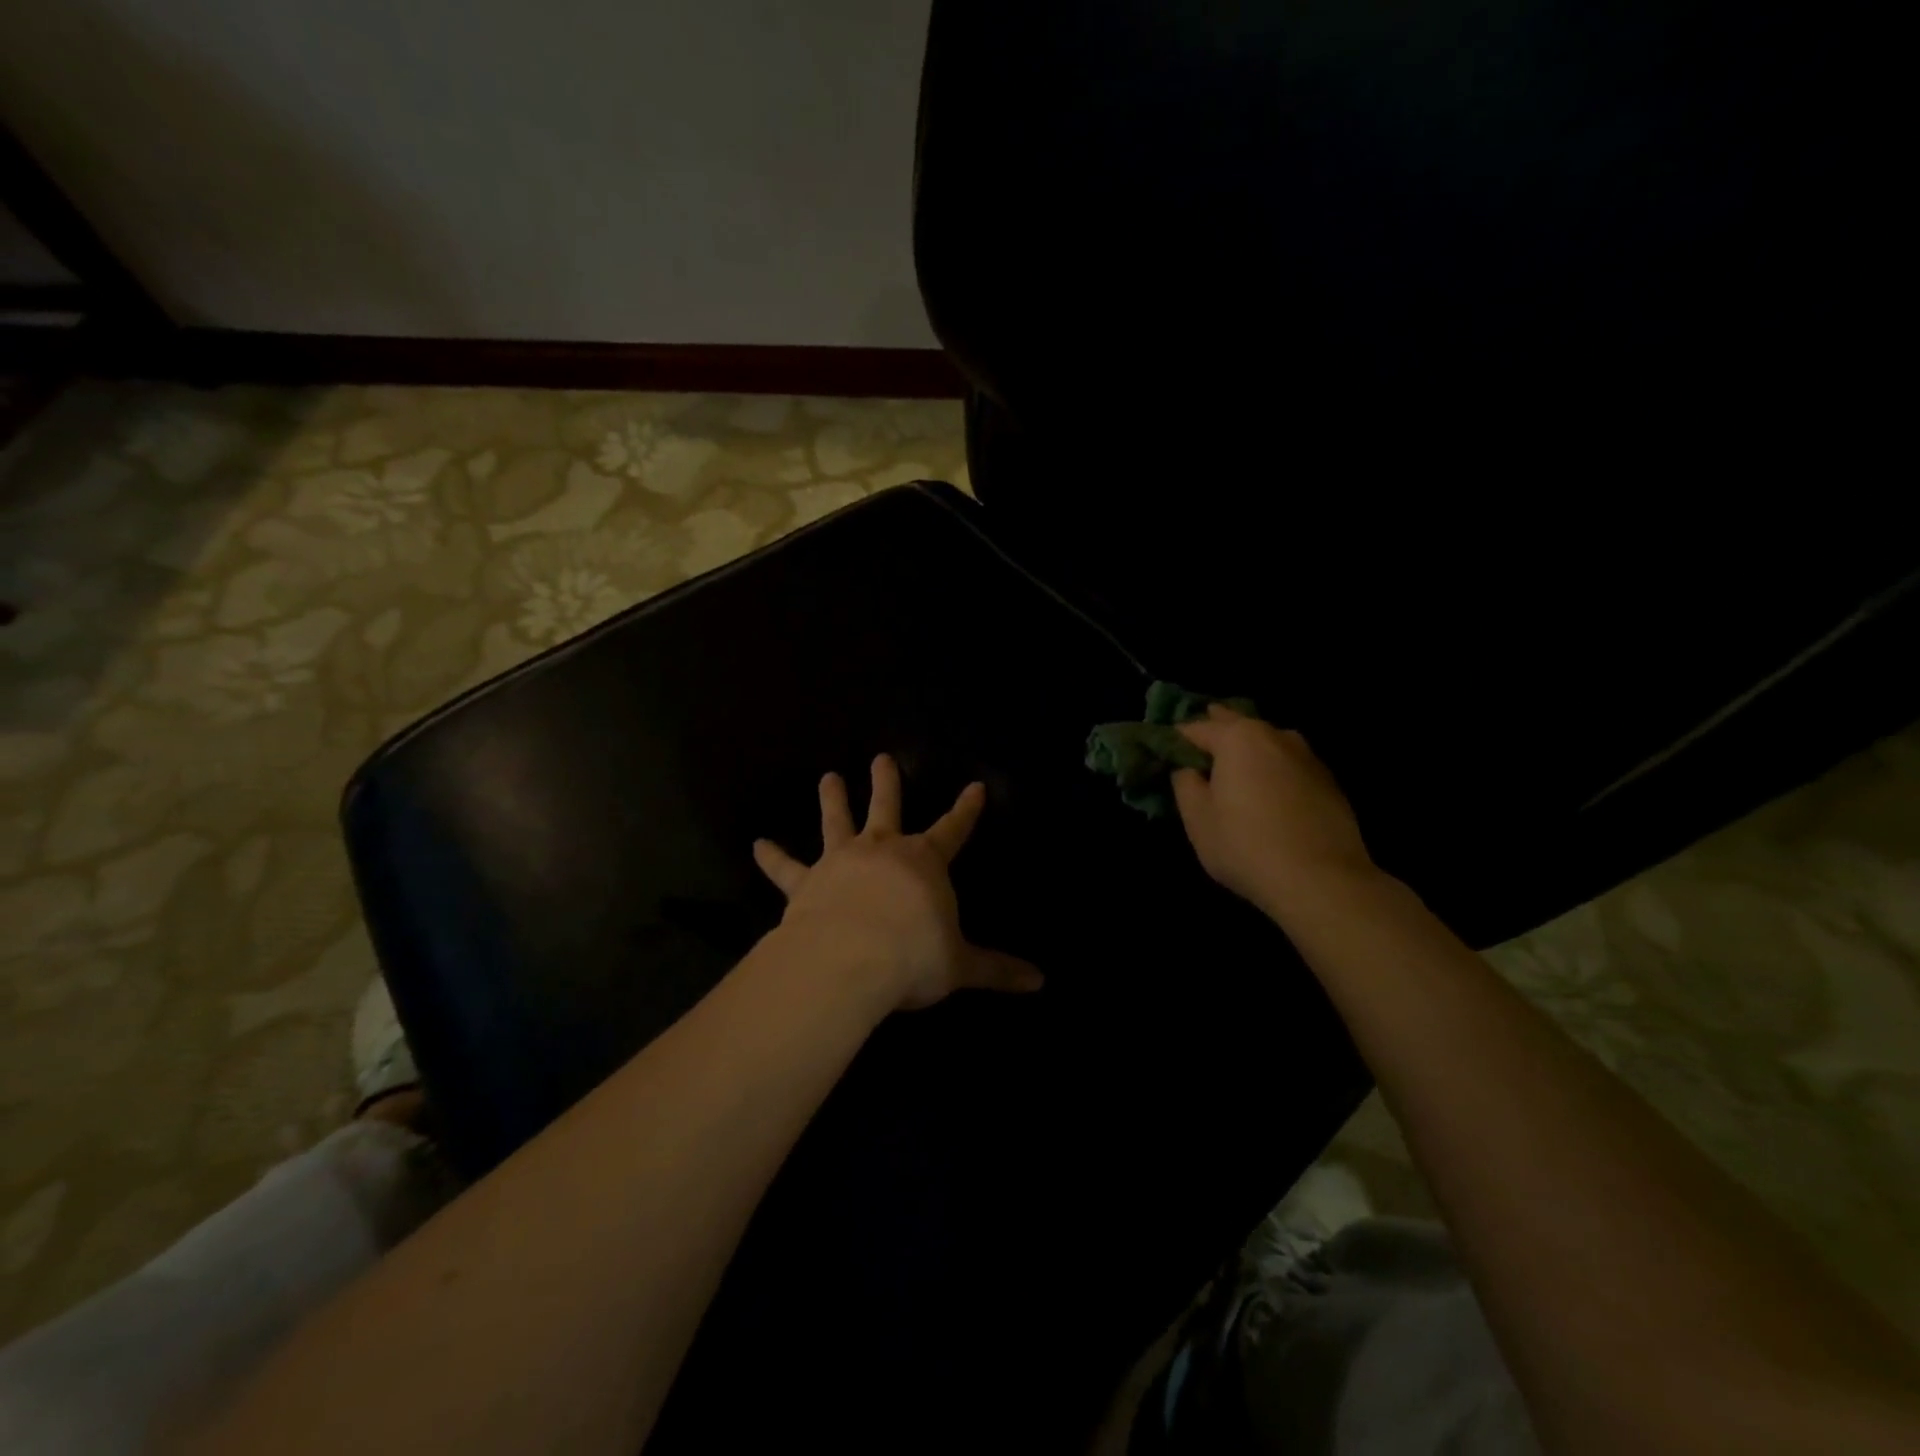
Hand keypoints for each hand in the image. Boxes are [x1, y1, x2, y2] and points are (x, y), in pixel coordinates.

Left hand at [752, 754, 1042, 1010]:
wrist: (850, 959)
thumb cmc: (912, 956)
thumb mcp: (961, 966)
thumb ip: (997, 970)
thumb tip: (1040, 982)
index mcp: (924, 863)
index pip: (953, 829)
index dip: (966, 809)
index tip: (975, 786)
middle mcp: (883, 850)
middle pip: (887, 808)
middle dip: (886, 783)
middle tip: (880, 758)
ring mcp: (841, 861)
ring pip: (836, 822)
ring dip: (832, 799)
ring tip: (827, 777)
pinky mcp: (805, 882)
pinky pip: (786, 867)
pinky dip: (772, 856)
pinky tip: (757, 844)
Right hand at [1171, 705, 1376, 920]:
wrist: (1322, 881)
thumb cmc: (1246, 845)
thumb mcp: (1197, 818)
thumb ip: (1185, 783)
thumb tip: (1187, 769)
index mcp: (1237, 738)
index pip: (1195, 728)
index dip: (1175, 741)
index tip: (1164, 757)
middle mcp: (1274, 735)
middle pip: (1236, 725)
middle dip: (1215, 733)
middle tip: (1197, 751)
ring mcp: (1307, 756)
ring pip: (1267, 742)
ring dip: (1248, 750)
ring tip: (1234, 769)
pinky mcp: (1329, 781)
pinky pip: (1288, 765)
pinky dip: (1273, 770)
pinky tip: (1268, 792)